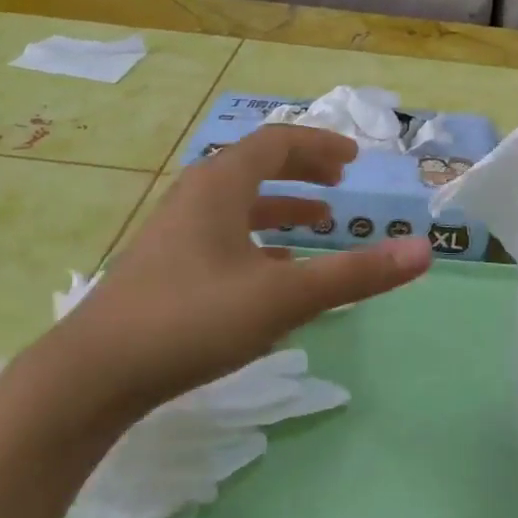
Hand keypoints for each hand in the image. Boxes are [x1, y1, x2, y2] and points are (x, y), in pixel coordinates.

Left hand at [27, 125, 431, 424]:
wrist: (93, 374)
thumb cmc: (192, 319)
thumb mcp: (283, 297)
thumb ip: (355, 274)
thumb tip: (424, 250)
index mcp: (220, 185)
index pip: (277, 142)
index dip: (320, 145)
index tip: (354, 159)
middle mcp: (195, 197)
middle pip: (256, 167)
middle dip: (303, 171)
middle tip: (340, 184)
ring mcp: (175, 233)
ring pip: (238, 205)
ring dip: (282, 208)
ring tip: (319, 224)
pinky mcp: (165, 267)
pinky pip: (223, 236)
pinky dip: (258, 241)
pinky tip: (274, 273)